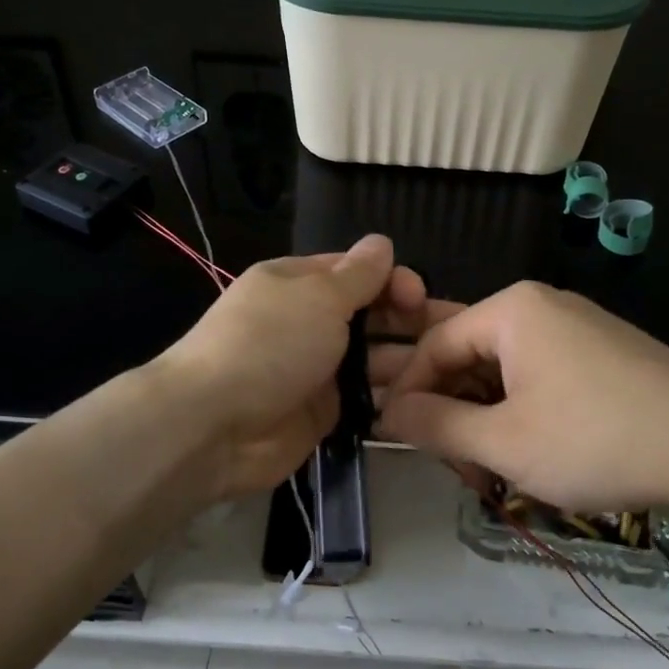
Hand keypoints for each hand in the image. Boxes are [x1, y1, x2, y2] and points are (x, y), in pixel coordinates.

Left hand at [155, 235, 453, 502]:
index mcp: (300, 283)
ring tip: (451, 372)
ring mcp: (316, 369)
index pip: (357, 272)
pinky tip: (428, 401)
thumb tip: (382, 243)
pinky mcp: (322, 412)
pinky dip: (392, 399)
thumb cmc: (270, 345)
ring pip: (373, 359)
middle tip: (455, 337)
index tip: (420, 298)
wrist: (214, 426)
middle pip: (371, 315)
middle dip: (411, 321)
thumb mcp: (318, 296)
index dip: (393, 280)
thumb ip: (358, 274)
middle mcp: (309, 322)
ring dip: (408, 362)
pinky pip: (366, 399)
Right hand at [377, 281, 668, 519]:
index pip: (434, 345)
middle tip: (453, 465)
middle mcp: (540, 306)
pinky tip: (529, 452)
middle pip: (469, 354)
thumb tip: (387, 414)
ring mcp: (576, 327)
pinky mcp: (602, 352)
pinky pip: (540, 374)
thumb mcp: (504, 442)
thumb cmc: (597, 439)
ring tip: (489, 469)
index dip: (409, 393)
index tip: (396, 439)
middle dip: (452, 410)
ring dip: (486, 417)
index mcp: (510, 310)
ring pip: (505, 369)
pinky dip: (522, 411)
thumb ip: (436, 426)